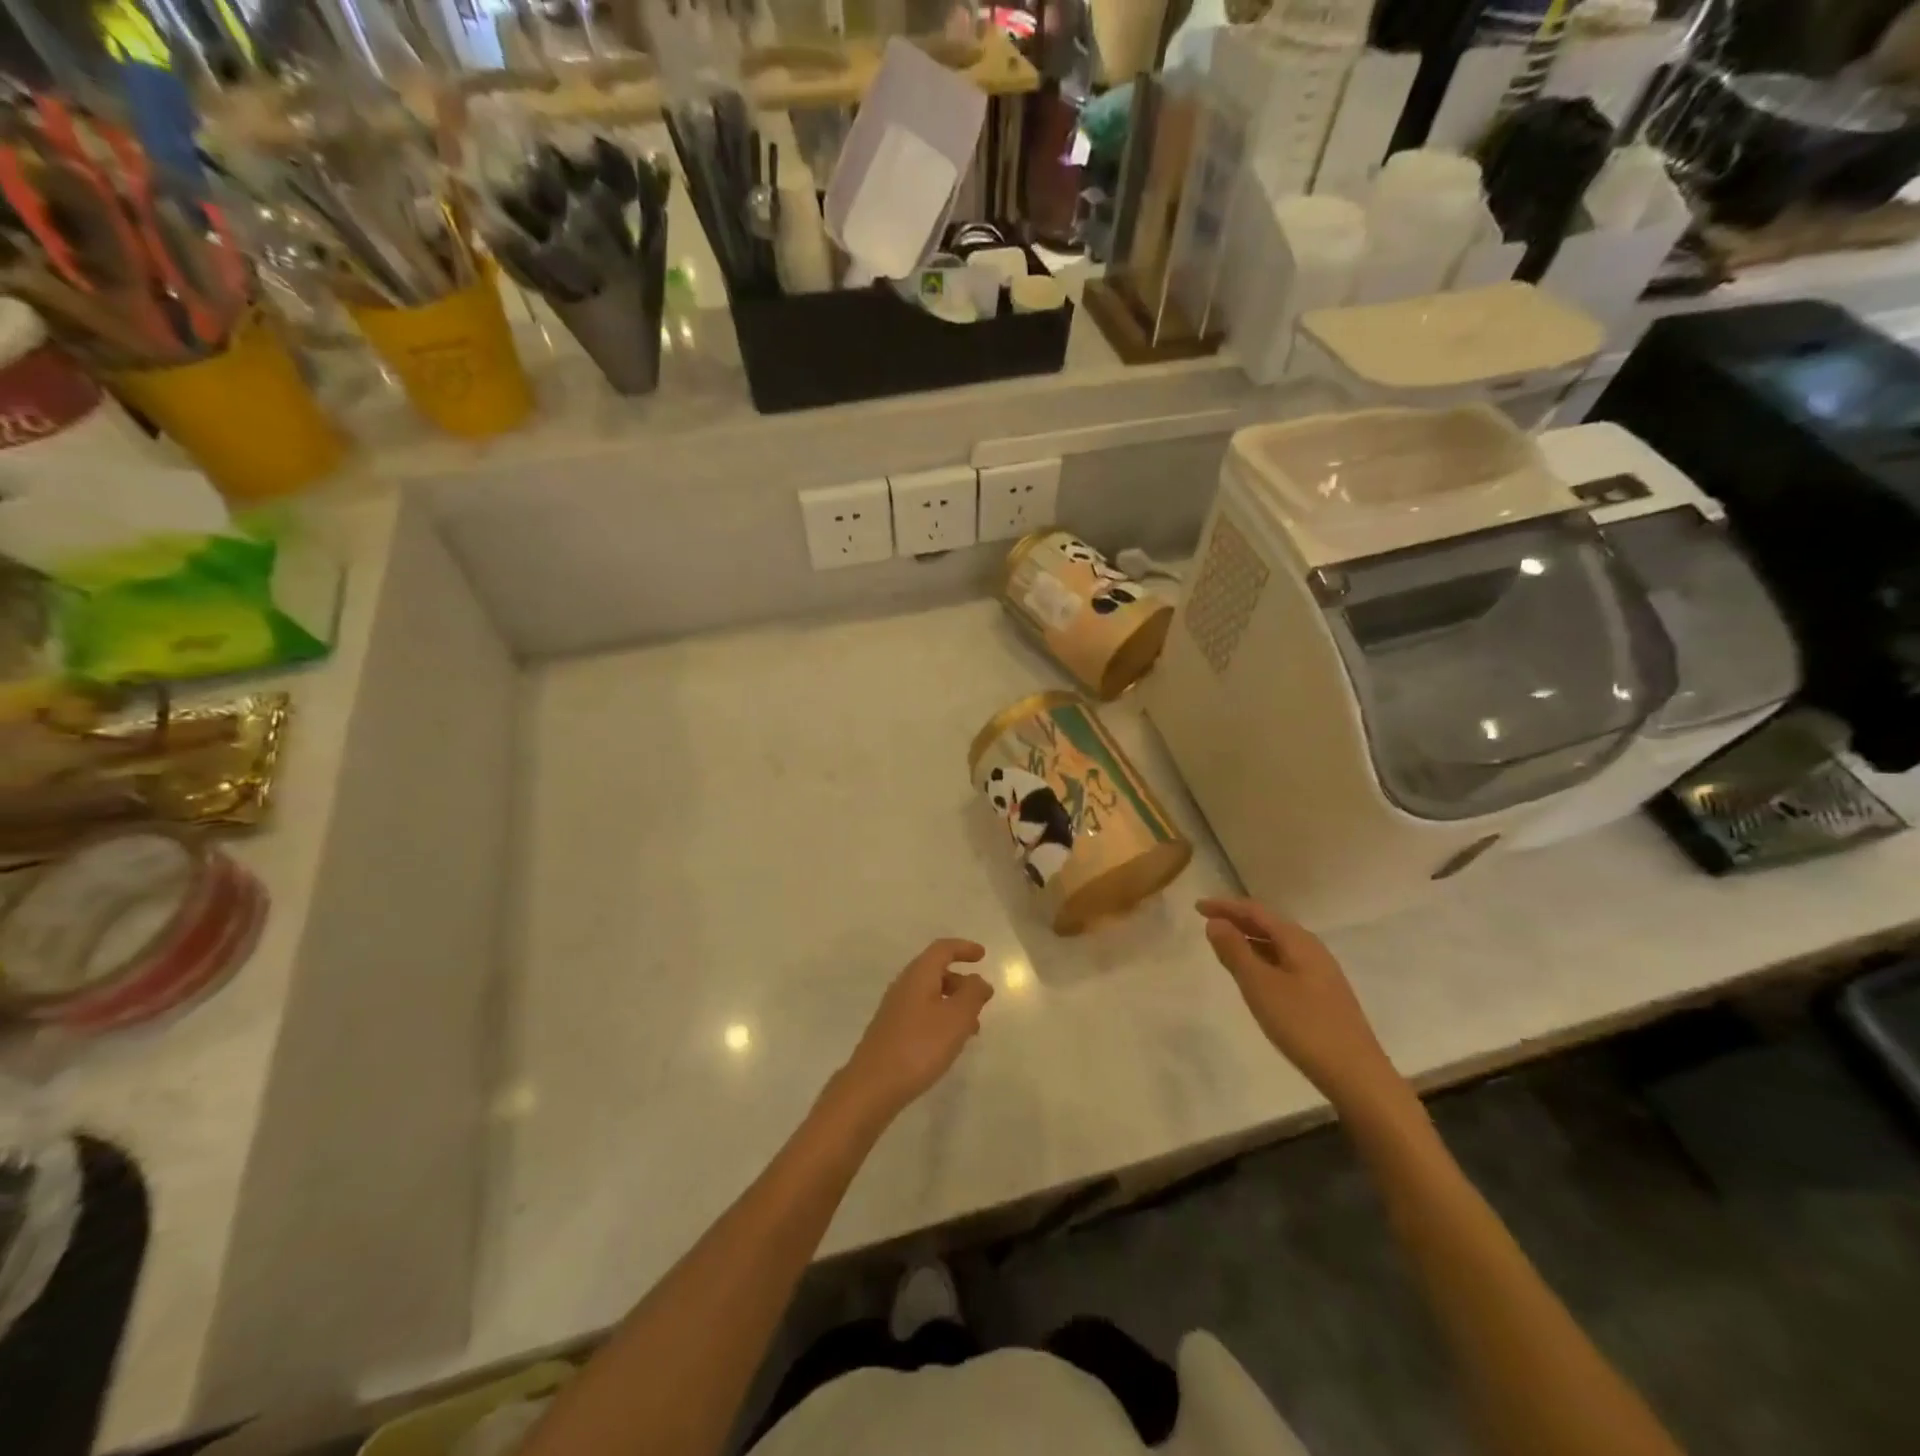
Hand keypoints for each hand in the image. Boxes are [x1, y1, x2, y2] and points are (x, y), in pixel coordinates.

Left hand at [834, 939, 992, 1124]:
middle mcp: (904, 986)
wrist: (872, 1086)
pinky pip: (922, 1013)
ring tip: (973, 1027)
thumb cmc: (919, 1046)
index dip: (963, 948)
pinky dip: (941, 1018)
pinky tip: (950, 1043)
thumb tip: (978, 980)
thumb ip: (972, 994)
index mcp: (919, 975)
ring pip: (930, 995)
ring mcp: (895, 1009)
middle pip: (935, 971)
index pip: (942, 949)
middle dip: (961, 981)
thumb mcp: (956, 1018)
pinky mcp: (892, 1031)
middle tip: (982, 999)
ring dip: (953, 1003)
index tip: (982, 955)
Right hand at [1197, 898, 1407, 1116]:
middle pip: (1269, 924)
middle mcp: (1311, 949)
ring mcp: (1320, 972)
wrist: (1356, 1074)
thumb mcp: (1260, 986)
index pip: (1255, 912)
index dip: (1225, 906)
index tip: (1197, 907)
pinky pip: (1285, 963)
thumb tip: (1216, 922)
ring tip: (1224, 945)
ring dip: (1250, 940)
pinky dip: (1262, 959)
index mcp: (1298, 940)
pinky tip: (1255, 975)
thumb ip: (1235, 951)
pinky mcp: (1323, 994)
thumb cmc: (1303, 1024)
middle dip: (1237, 920)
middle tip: (1207, 922)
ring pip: (1278, 945)